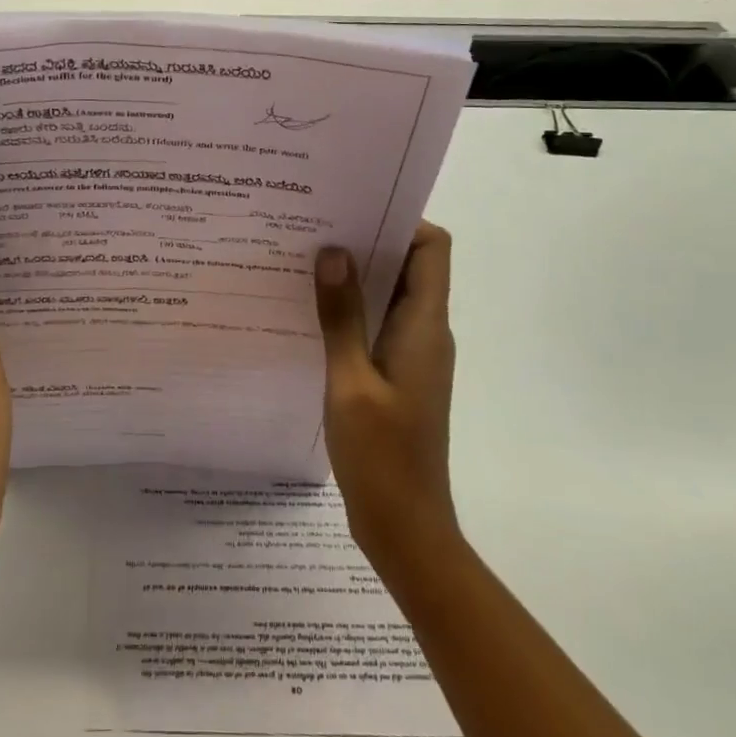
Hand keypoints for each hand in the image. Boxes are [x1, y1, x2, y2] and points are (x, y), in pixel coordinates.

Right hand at [314, 222, 460, 565]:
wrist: (405, 528)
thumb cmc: (382, 456)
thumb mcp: (350, 383)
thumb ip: (342, 317)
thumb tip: (333, 252)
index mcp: (425, 327)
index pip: (432, 248)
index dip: (400, 220)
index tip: (352, 209)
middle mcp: (426, 333)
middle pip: (409, 266)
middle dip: (367, 241)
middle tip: (313, 227)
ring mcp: (412, 356)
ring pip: (389, 296)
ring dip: (355, 277)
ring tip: (303, 261)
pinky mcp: (397, 376)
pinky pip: (377, 325)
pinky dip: (351, 311)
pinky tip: (309, 314)